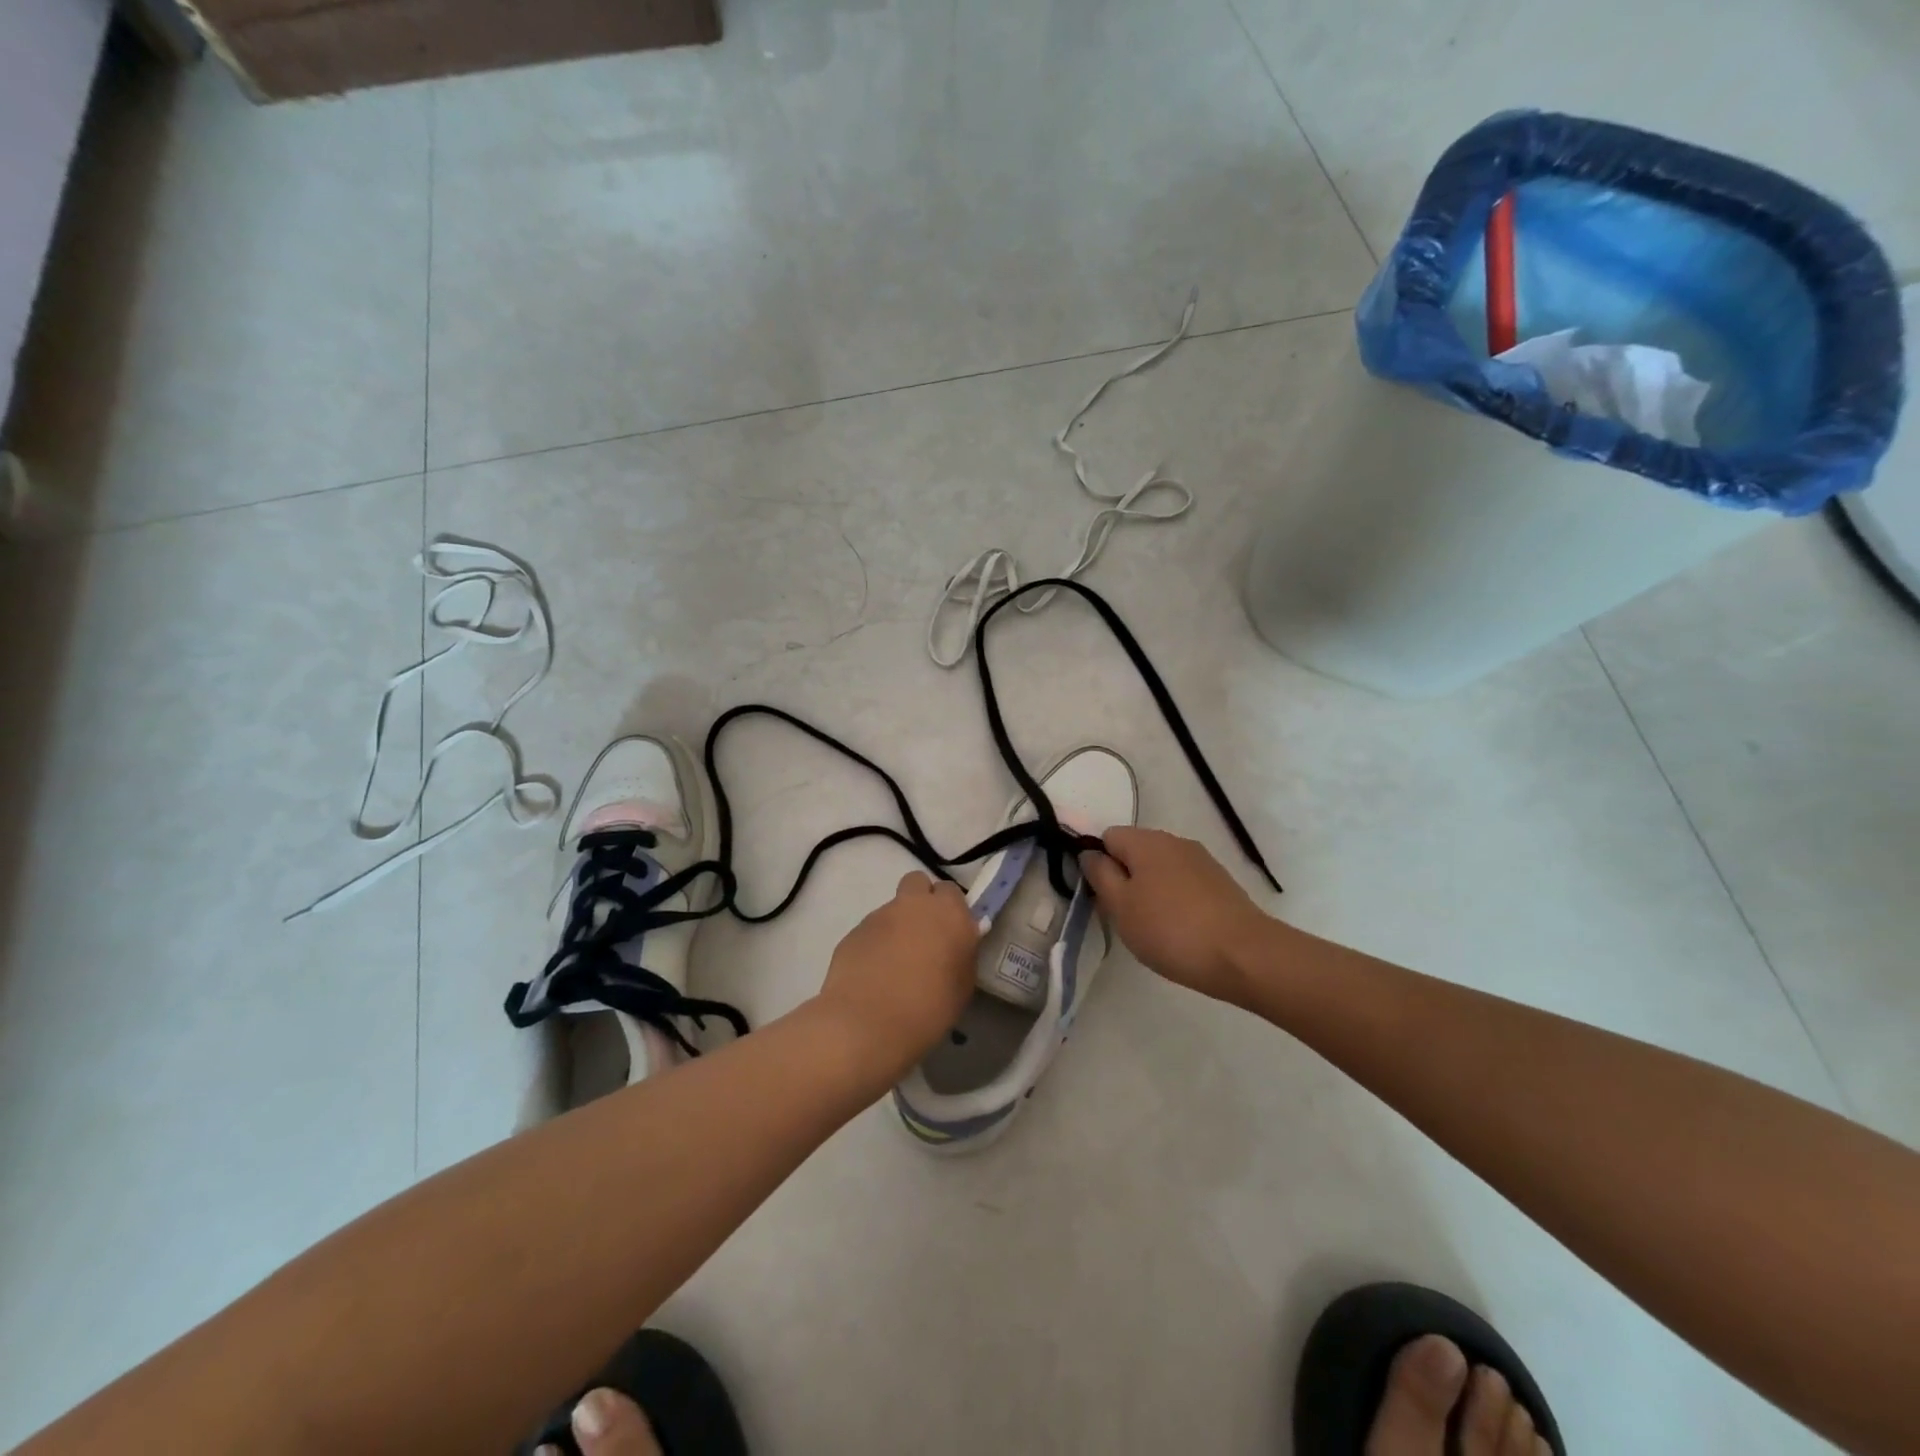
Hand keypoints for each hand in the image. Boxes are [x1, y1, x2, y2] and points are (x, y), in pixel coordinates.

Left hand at [816, 871, 978, 1074]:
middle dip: (920, 901)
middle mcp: (913, 905)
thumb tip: (954, 943)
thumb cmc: (929, 1008)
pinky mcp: (853, 932)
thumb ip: (961, 953)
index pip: (951, 892)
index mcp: (948, 913)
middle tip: (923, 934)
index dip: (950, 909)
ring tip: (894, 964)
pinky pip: (870, 931)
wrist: (869, 1024)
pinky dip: (874, 944)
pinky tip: (873, 975)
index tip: (950, 932)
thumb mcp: (963, 984)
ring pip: (892, 908)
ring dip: (896, 926)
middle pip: (917, 883)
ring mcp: (879, 915)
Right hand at [1079, 827, 1273, 1004]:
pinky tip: (1180, 930)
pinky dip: (1175, 901)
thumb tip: (1089, 853)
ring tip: (1153, 928)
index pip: (1108, 837)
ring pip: (1160, 869)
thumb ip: (1100, 875)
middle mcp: (1174, 841)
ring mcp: (1201, 861)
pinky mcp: (1220, 882)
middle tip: (1123, 917)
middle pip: (1135, 851)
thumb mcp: (1121, 906)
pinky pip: (1184, 883)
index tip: (1101, 897)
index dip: (1098, 864)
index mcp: (1146, 840)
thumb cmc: (1171, 930)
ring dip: (1150, 891)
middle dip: (1124, 879)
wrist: (1244, 955)